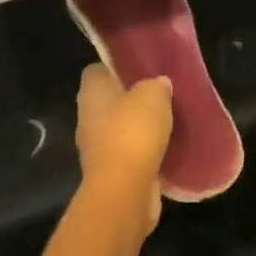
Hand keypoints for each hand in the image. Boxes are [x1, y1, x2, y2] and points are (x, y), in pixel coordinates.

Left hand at [75, 66, 172, 234]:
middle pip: (109, 100)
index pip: (97, 70)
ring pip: (119, 127)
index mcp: (91, 93)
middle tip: (160, 93)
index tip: (140, 69)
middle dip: (131, 98)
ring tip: (167, 119)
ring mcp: (96, 147)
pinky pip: (128, 151)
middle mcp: (87, 117)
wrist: (125, 188)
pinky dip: (144, 149)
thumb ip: (156, 85)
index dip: (116, 68)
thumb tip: (158, 84)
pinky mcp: (110, 171)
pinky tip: (166, 145)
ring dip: (138, 125)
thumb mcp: (154, 94)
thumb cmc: (133, 131)